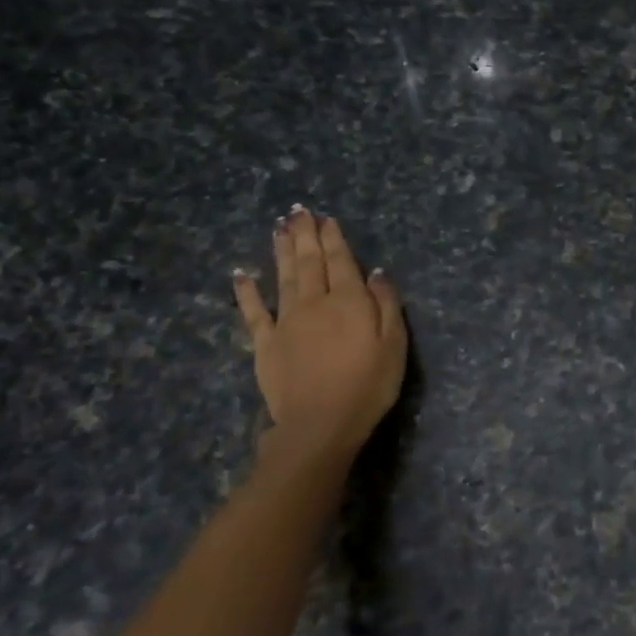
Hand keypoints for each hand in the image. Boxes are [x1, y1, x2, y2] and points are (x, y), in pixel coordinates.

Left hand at [233, 207, 407, 461]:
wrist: (320, 424)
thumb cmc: (368, 386)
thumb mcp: (394, 345)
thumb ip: (386, 304)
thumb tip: (376, 272)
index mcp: (349, 301)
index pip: (341, 261)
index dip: (333, 239)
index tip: (326, 219)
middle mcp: (315, 302)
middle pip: (310, 262)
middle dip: (305, 235)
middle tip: (298, 211)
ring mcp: (286, 321)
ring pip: (283, 277)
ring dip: (281, 250)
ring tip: (278, 228)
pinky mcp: (265, 343)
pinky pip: (254, 311)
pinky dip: (247, 291)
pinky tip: (242, 273)